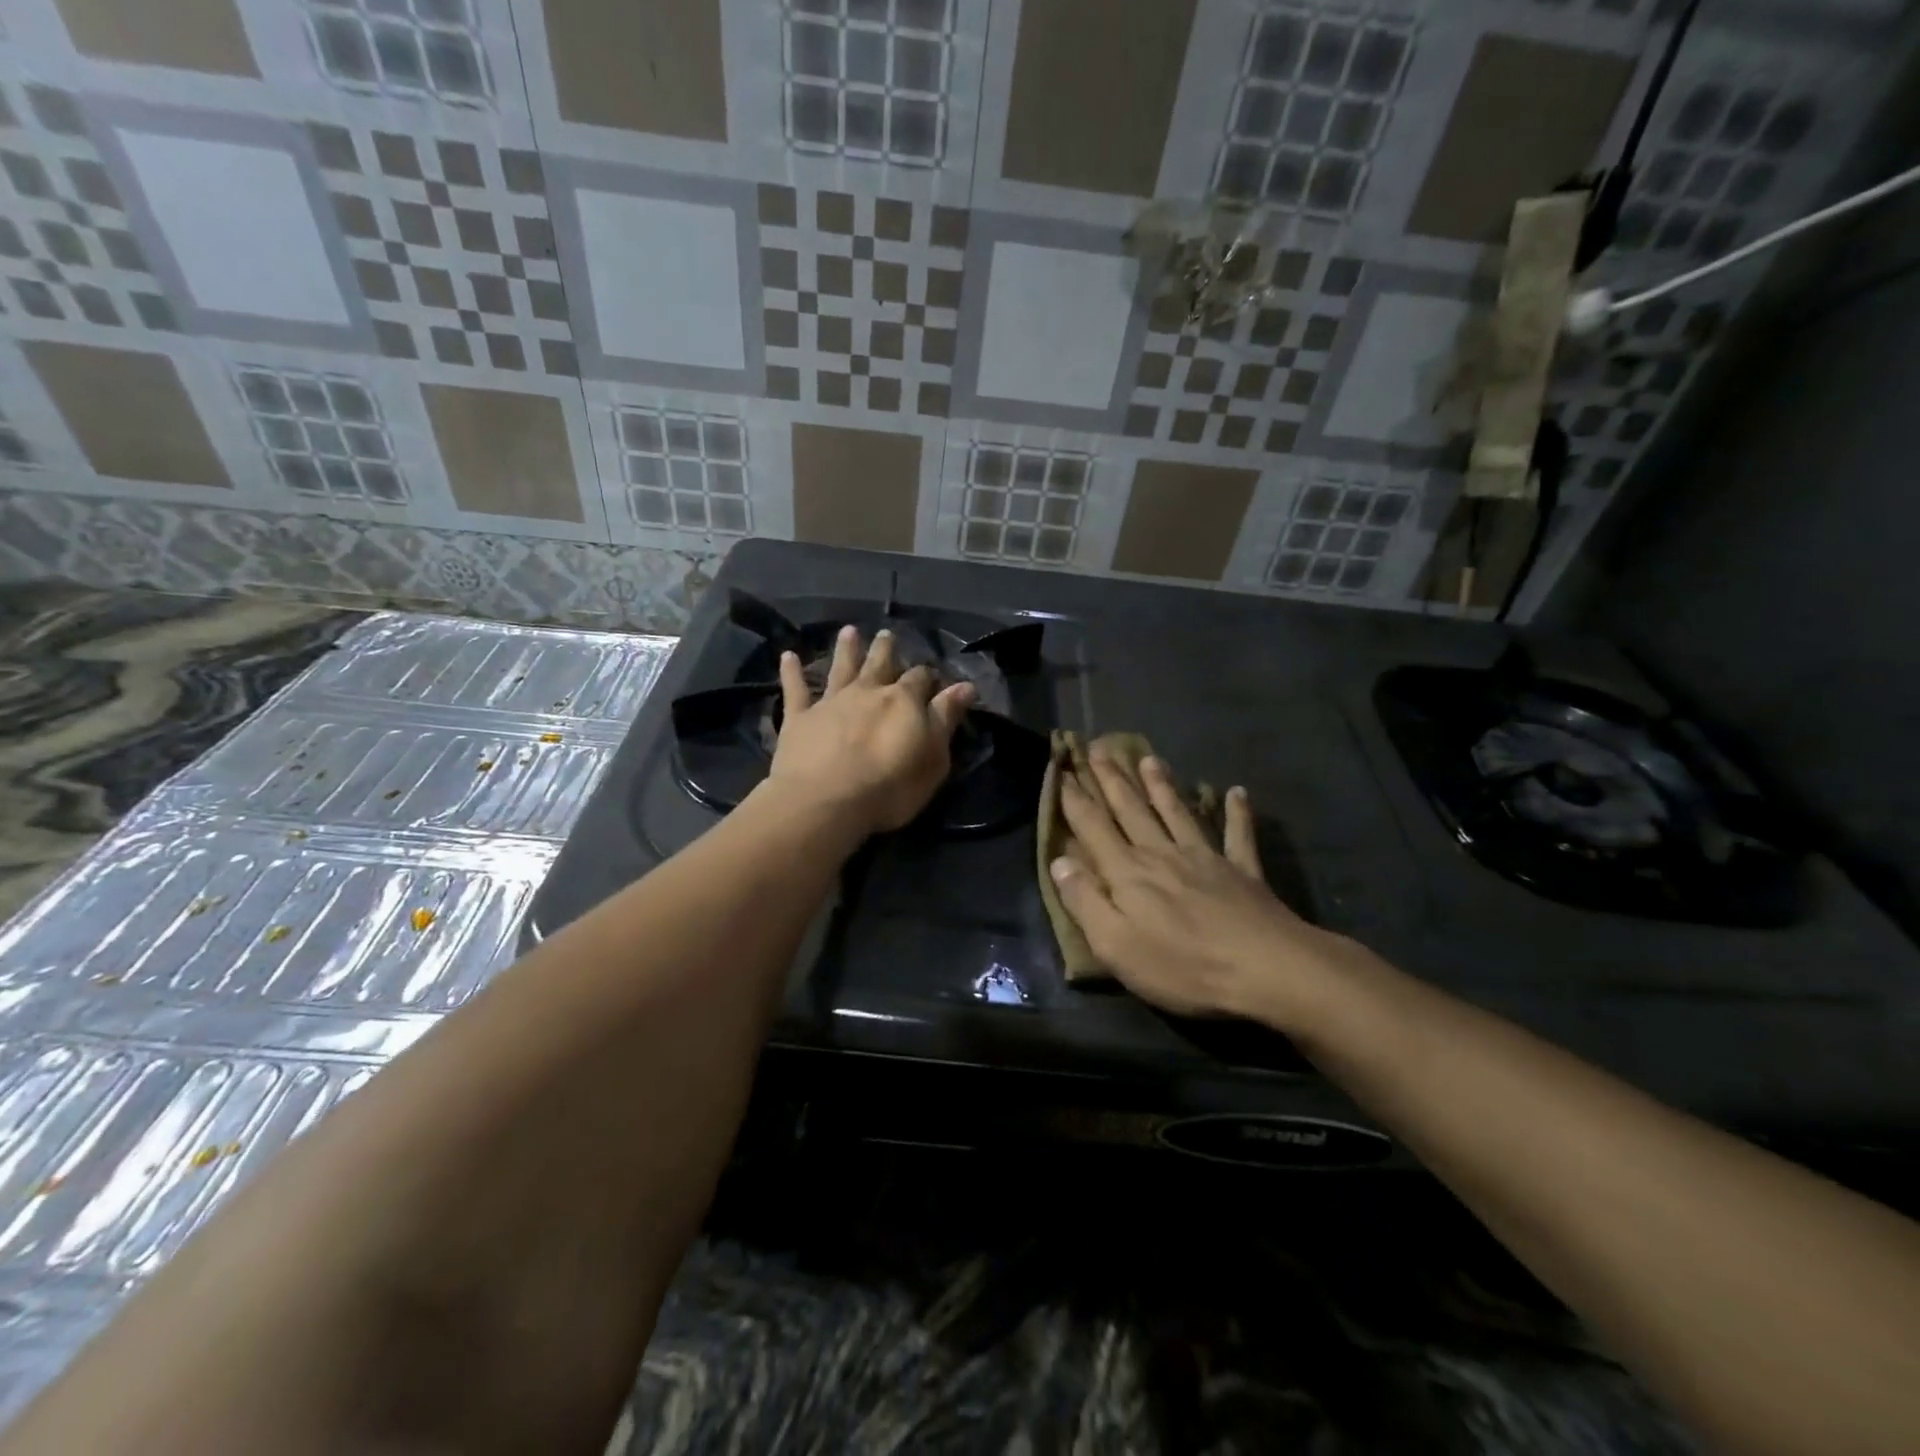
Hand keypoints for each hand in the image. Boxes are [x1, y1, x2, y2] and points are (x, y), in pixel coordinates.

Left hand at [767, 626, 974, 834]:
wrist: (826, 801)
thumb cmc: (890, 787)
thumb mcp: (933, 758)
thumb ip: (945, 719)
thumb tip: (964, 686)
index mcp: (902, 700)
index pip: (920, 679)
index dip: (927, 677)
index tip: (932, 677)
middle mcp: (867, 692)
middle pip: (879, 664)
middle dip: (886, 649)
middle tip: (887, 634)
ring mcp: (831, 702)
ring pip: (841, 668)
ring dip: (846, 649)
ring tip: (848, 631)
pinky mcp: (799, 718)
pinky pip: (795, 689)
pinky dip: (791, 671)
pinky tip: (788, 656)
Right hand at [1049, 748, 1358, 1024]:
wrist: (1265, 969)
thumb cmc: (1182, 966)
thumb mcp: (1115, 945)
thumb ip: (1084, 901)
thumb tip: (1058, 862)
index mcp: (1128, 873)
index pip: (1093, 827)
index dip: (1074, 799)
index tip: (1062, 772)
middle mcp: (1162, 854)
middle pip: (1131, 810)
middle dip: (1112, 780)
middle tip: (1099, 748)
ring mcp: (1205, 858)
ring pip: (1177, 812)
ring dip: (1161, 785)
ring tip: (1149, 758)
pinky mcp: (1243, 871)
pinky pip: (1237, 835)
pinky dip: (1236, 812)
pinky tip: (1237, 792)